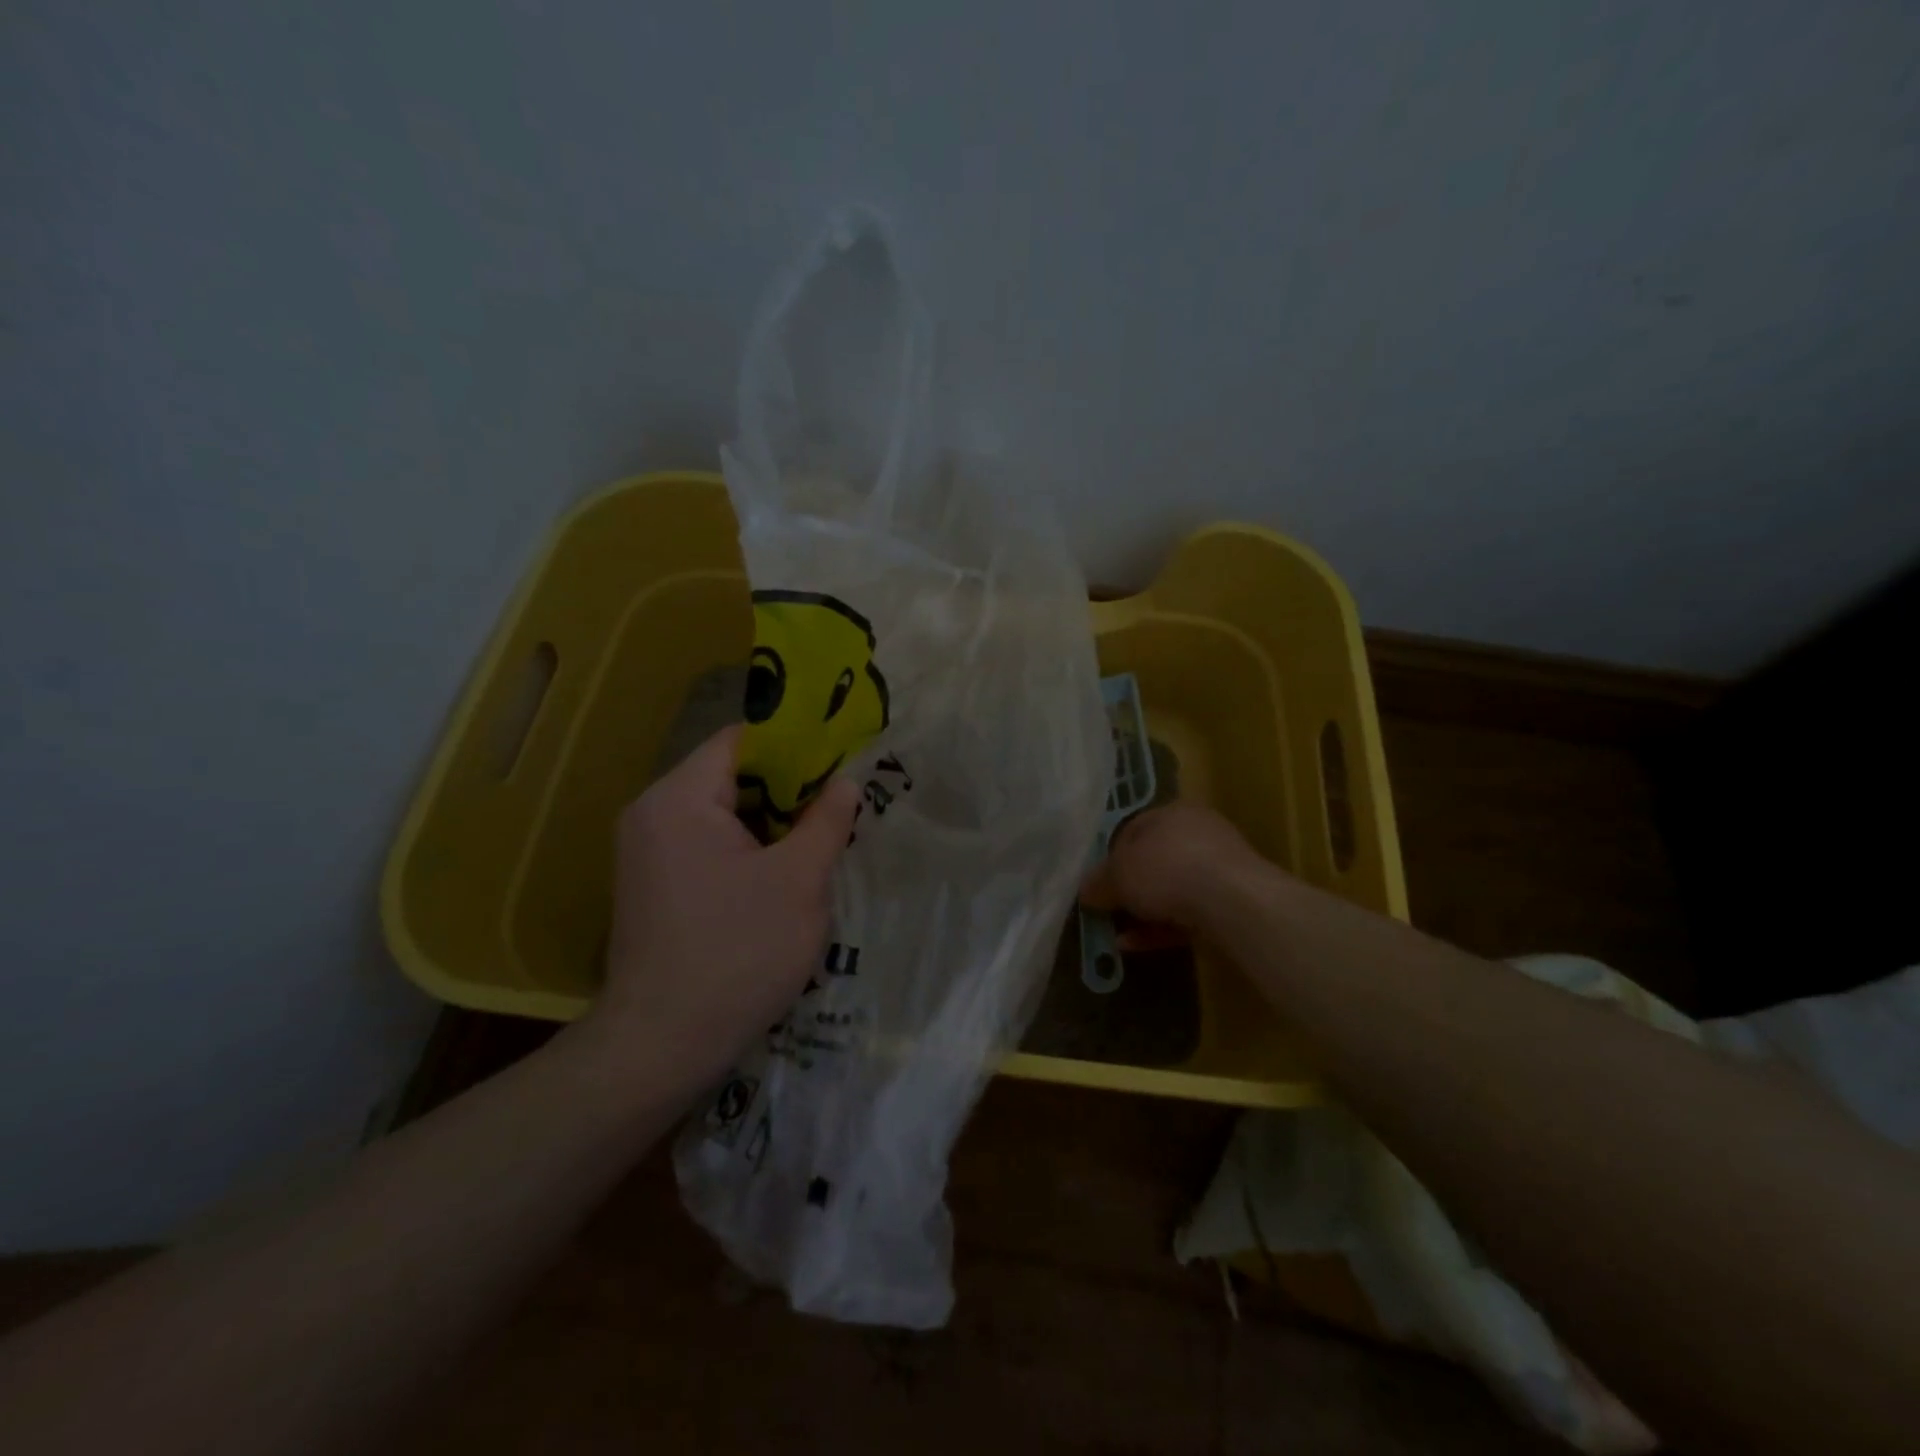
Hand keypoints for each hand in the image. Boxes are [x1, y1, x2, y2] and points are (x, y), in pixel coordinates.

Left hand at [587, 725, 860, 1097]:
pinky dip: (748, 850)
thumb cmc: (738, 953)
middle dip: (788, 790)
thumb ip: (827, 821)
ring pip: (723, 813)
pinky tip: (782, 877)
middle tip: (839, 807)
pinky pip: (708, 845)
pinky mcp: (654, 884)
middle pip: (731, 775)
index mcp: (679, 798)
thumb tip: (846, 781)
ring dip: (771, 824)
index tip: (840, 763)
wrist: (663, 1045)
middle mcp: (653, 813)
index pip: (741, 740)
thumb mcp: (800, 881)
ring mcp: (648, 851)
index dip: (795, 745)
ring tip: (819, 842)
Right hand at [1079, 802, 1263, 930]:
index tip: (1097, 885)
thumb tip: (1085, 891)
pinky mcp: (1232, 902)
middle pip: (1154, 861)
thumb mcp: (1118, 874)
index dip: (1110, 858)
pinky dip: (1163, 928)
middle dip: (1130, 888)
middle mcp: (1198, 833)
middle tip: (1108, 910)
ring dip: (1145, 912)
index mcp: (1172, 812)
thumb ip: (1099, 882)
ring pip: (1173, 890)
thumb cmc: (1166, 870)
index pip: (1132, 830)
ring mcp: (1219, 869)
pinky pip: (1188, 914)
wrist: (1233, 902)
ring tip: (1118, 935)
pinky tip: (1138, 945)